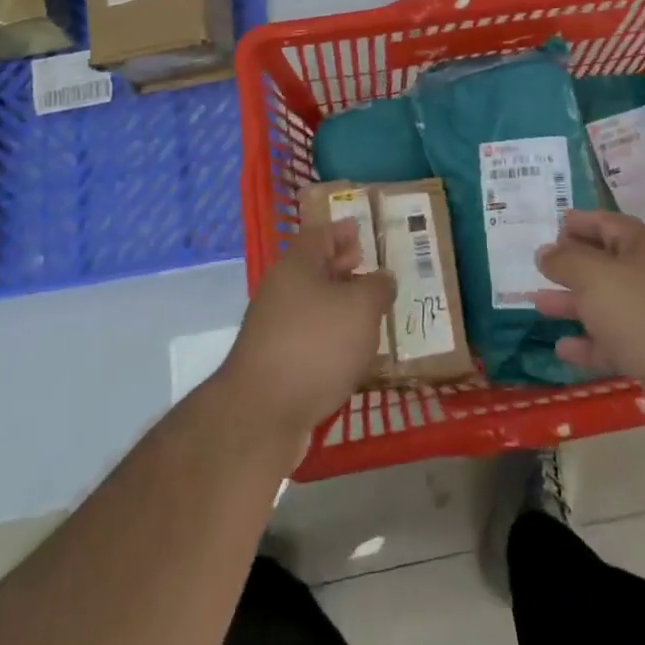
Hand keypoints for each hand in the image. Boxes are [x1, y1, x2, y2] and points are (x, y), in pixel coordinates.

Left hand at [221, 220, 393, 443]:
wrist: (262, 412)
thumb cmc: (316, 345)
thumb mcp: (361, 308)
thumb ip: (377, 287)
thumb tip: (382, 278)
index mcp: (296, 265)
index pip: (319, 234)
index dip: (341, 231)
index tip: (361, 231)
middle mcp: (280, 290)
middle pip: (313, 268)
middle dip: (341, 266)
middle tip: (369, 268)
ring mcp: (272, 327)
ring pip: (310, 303)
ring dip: (337, 303)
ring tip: (368, 312)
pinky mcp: (273, 361)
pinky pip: (307, 335)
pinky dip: (328, 334)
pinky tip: (349, 351)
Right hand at [534, 210, 644, 444]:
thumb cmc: (643, 312)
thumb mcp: (594, 276)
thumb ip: (565, 260)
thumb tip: (545, 252)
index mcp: (643, 247)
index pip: (606, 223)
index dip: (578, 222)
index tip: (551, 226)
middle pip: (605, 264)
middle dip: (571, 266)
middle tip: (538, 267)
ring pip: (606, 305)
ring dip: (573, 304)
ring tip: (538, 304)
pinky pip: (613, 343)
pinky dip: (588, 344)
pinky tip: (562, 349)